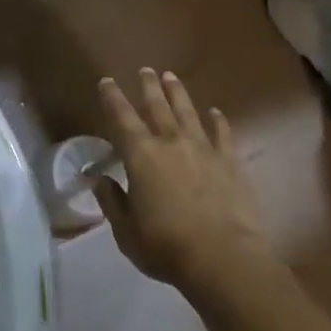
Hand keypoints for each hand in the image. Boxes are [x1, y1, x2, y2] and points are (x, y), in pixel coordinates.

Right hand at [96, 69, 267, 294]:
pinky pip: (223, 134)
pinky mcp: (230, 163)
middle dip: (148, 86)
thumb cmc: (167, 248)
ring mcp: (203, 149)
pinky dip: (218, 121)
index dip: (112, 97)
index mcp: (140, 155)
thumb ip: (112, 201)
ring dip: (177, 93)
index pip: (121, 117)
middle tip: (145, 70)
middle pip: (156, 106)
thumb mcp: (126, 231)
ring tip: (171, 76)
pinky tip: (216, 112)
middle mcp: (170, 142)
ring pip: (187, 112)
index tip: (107, 81)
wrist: (225, 260)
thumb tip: (100, 179)